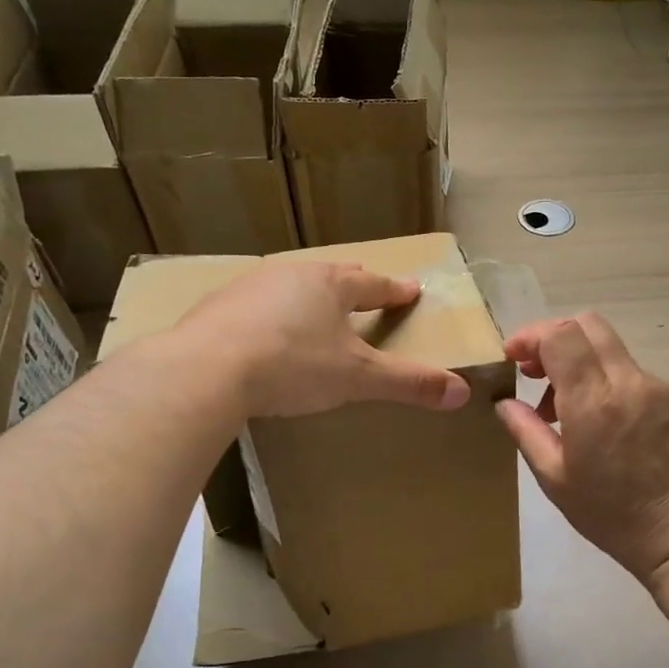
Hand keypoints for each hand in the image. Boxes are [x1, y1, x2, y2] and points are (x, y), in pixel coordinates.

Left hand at [182, 262, 471, 417]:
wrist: (207, 369)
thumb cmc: (293, 365)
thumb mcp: (358, 378)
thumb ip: (408, 383)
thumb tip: (461, 392)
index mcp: (331, 285)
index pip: (374, 284)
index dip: (395, 291)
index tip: (412, 289)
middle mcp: (293, 275)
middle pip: (333, 276)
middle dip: (354, 283)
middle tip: (367, 286)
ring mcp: (252, 286)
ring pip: (292, 285)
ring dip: (309, 295)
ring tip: (316, 307)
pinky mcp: (219, 306)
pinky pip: (257, 303)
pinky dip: (272, 313)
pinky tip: (267, 329)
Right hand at [496, 313, 668, 586]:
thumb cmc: (610, 514)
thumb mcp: (554, 478)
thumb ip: (526, 431)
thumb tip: (504, 402)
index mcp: (593, 401)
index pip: (560, 335)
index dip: (531, 336)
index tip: (514, 359)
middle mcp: (628, 382)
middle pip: (588, 324)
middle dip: (554, 338)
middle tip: (536, 373)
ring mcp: (658, 387)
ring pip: (611, 348)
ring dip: (581, 361)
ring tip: (567, 409)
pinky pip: (633, 373)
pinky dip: (608, 381)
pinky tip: (605, 422)